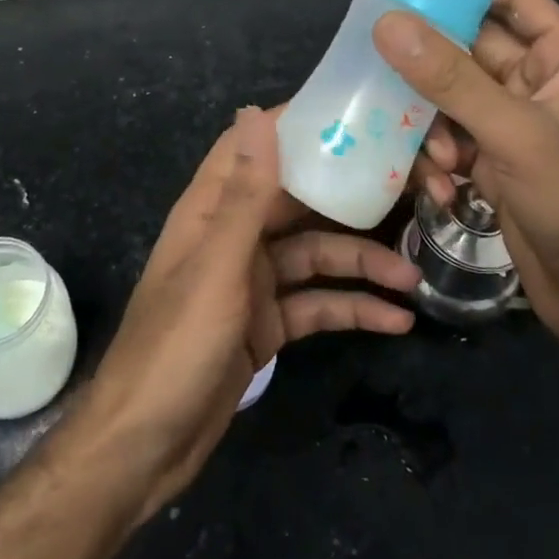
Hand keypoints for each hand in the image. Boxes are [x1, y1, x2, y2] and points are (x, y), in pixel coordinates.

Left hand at [72, 106, 419, 519]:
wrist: (145, 447)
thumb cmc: (175, 345)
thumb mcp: (218, 266)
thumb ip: (246, 194)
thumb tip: (256, 112)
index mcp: (212, 210)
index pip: (254, 148)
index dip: (296, 126)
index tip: (353, 116)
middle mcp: (234, 236)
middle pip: (298, 201)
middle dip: (350, 198)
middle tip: (412, 191)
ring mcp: (252, 282)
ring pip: (316, 256)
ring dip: (362, 264)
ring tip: (413, 276)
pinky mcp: (267, 324)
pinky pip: (316, 305)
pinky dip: (351, 309)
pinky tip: (396, 321)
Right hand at [372, 0, 558, 379]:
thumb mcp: (519, 138)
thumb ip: (452, 81)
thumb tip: (388, 22)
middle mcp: (532, 86)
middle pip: (466, 48)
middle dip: (427, 60)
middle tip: (374, 59)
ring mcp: (508, 128)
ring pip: (447, 98)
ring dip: (430, 123)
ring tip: (437, 156)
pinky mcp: (489, 166)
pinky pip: (446, 141)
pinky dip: (435, 160)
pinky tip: (441, 191)